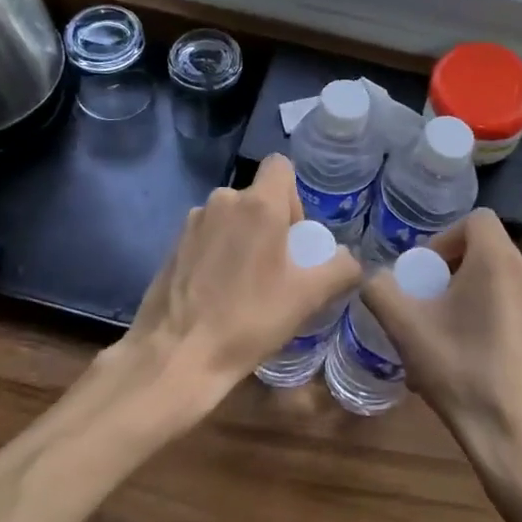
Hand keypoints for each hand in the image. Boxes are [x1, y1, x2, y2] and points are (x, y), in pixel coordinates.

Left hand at [119, 154, 360, 414]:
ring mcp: (192, 222)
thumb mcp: (308, 297)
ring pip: (230, 217)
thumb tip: (350, 259)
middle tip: (276, 269)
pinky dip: (217, 254)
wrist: (177, 355)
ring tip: (246, 284)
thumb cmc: (249, 319)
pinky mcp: (172, 245)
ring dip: (242, 239)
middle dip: (270, 224)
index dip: (294, 195)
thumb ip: (340, 269)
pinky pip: (207, 236)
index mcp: (257, 204)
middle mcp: (222, 201)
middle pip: (257, 197)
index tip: (294, 234)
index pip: (280, 166)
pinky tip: (217, 293)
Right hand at [361, 210, 521, 489]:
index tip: (426, 273)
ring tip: (447, 338)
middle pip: (486, 251)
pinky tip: (475, 360)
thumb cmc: (463, 373)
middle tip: (429, 307)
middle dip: (453, 271)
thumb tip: (373, 276)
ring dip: (472, 296)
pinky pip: (519, 308)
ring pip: (502, 282)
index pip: (474, 220)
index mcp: (500, 261)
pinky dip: (494, 317)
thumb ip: (380, 290)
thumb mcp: (406, 330)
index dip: (444, 238)